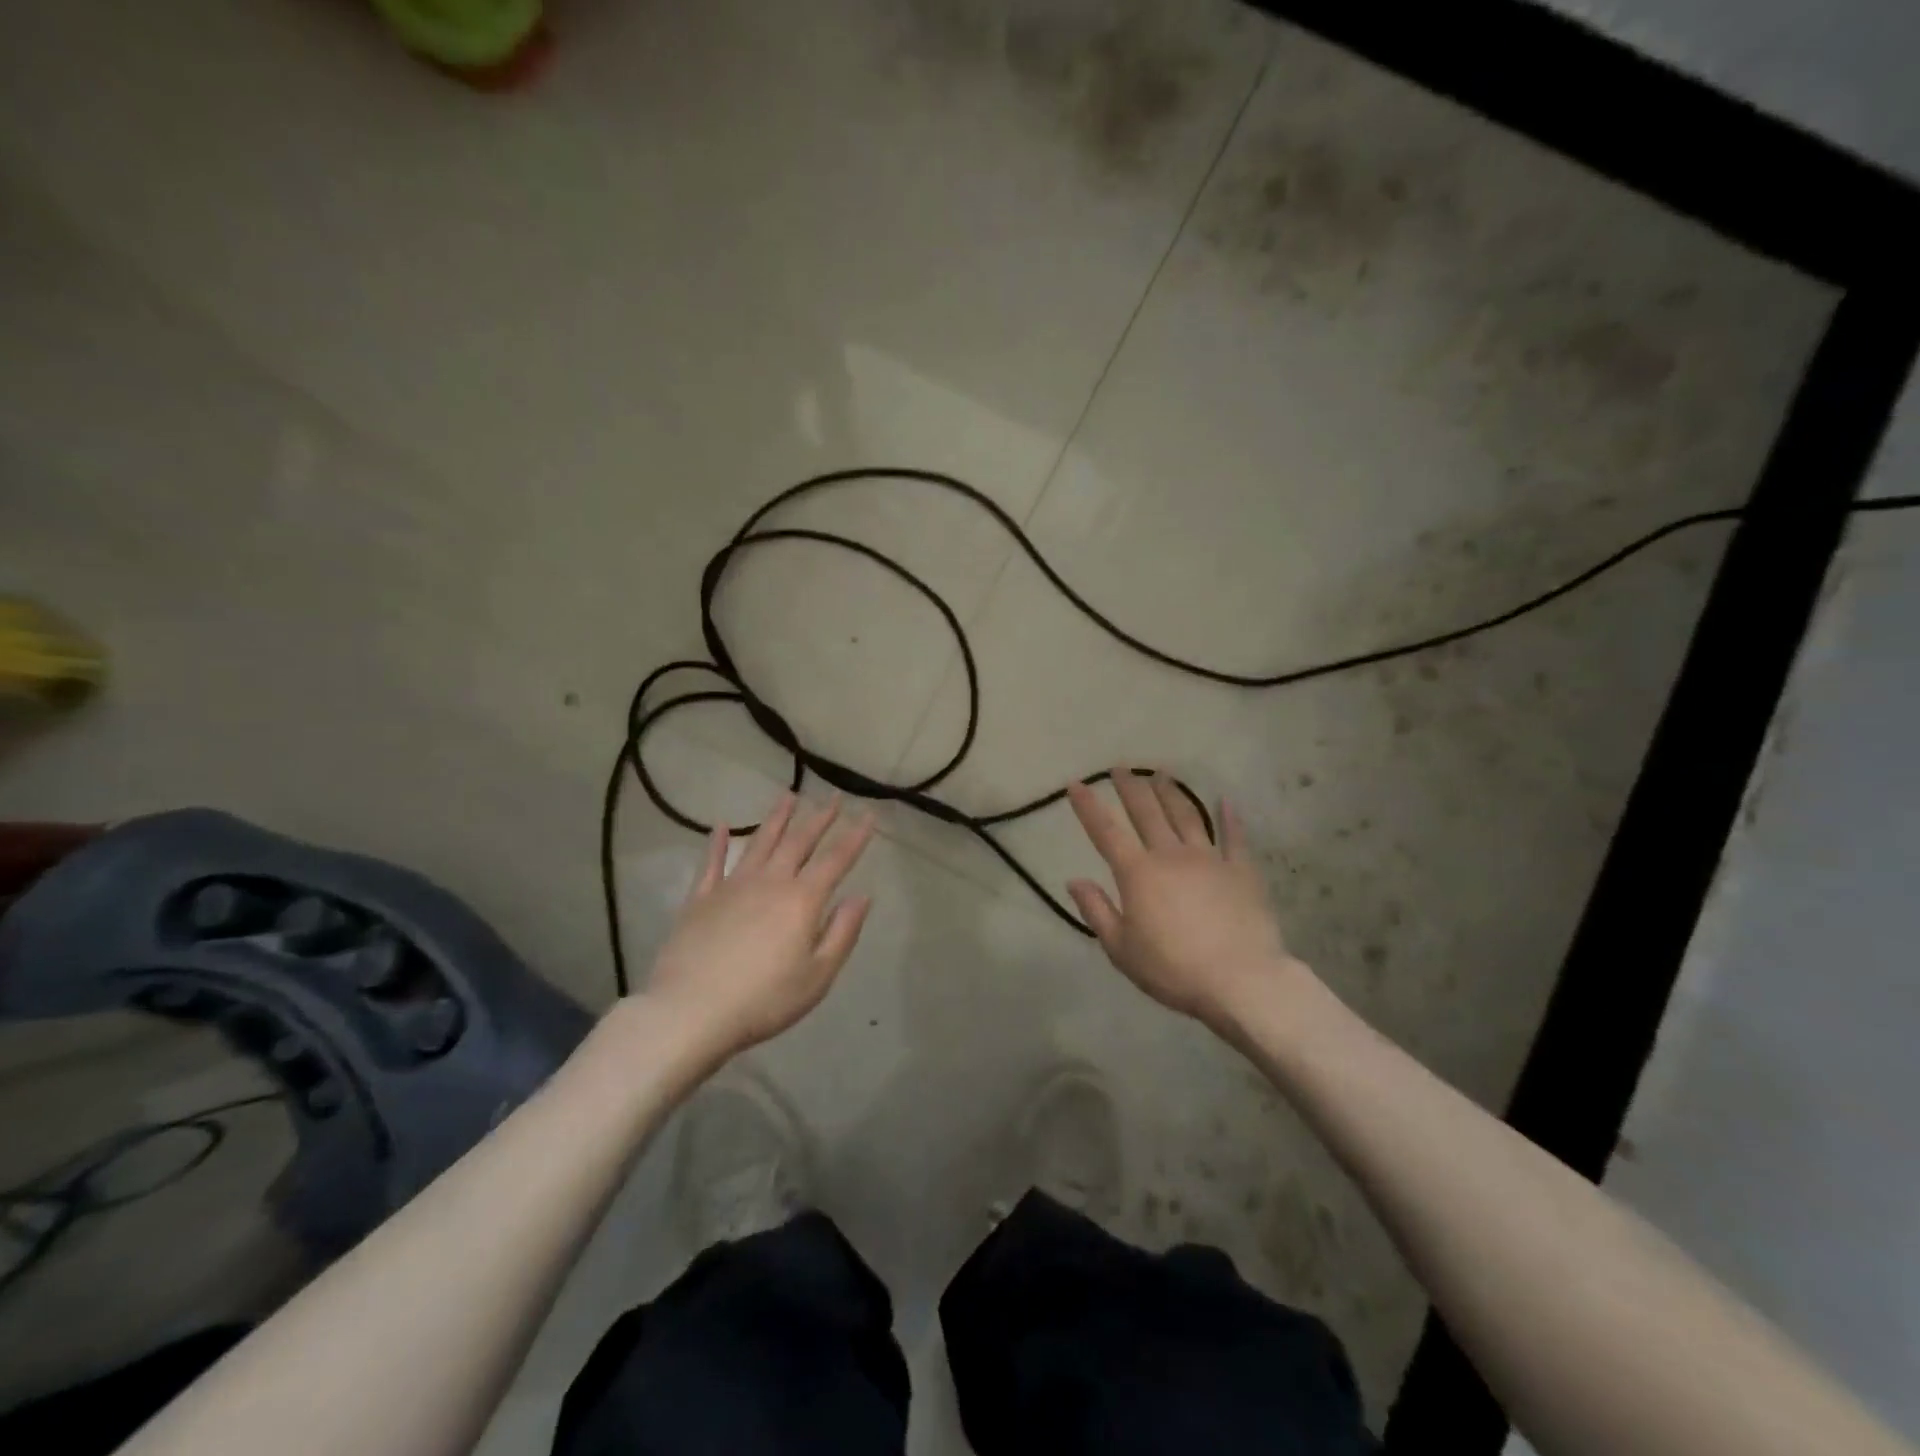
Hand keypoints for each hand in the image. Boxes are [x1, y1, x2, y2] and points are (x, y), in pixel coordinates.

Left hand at [644, 792, 875, 1060]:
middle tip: (833, 796)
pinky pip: (712, 863)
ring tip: (789, 796)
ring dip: (777, 818)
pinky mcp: (700, 899)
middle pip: (799, 841)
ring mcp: (732, 886)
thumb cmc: (764, 1000)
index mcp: (802, 900)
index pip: (836, 859)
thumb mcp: (818, 976)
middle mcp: (770, 882)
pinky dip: (718, 842)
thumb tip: (861, 896)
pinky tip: (722, 826)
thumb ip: (842, 932)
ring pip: (760, 842)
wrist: (690, 1011)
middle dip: (819, 817)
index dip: (855, 836)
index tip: (868, 814)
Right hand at [1066, 769, 1303, 1031]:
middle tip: (1121, 768)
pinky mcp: (1241, 871)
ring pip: (1186, 816)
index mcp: (1138, 874)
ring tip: (1160, 773)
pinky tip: (1225, 801)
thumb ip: (1096, 911)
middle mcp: (1171, 855)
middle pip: (1146, 813)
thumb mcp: (1121, 949)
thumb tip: (1074, 880)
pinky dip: (1229, 817)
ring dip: (1170, 792)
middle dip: (1130, 788)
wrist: (1241, 980)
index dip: (1089, 807)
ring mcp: (1209, 859)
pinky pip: (1234, 837)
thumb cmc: (1173, 969)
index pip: (1106, 833)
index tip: (1077, 784)